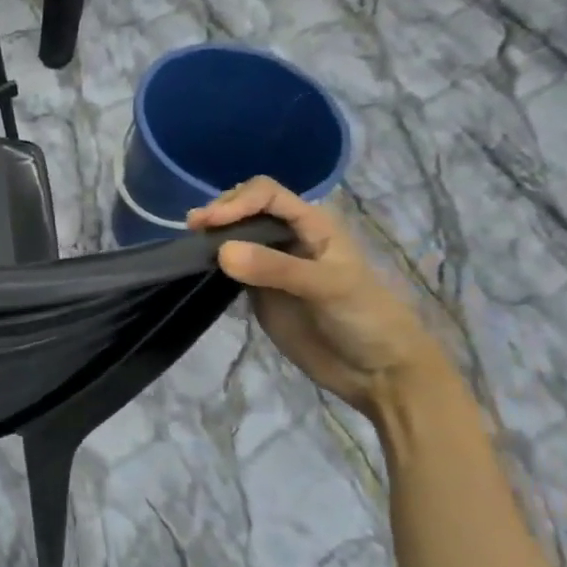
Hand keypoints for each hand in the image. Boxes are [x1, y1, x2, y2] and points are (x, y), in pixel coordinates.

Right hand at [187, 178, 444, 413]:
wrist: (376, 372)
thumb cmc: (365, 318)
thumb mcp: (328, 287)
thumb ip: (276, 268)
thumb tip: (221, 251)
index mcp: (312, 224)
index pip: (266, 193)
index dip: (236, 201)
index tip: (210, 223)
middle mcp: (289, 237)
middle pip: (245, 208)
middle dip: (219, 212)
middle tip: (194, 231)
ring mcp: (271, 264)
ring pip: (235, 236)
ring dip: (212, 236)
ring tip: (190, 246)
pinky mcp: (258, 291)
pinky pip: (230, 268)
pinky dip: (212, 263)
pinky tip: (198, 268)